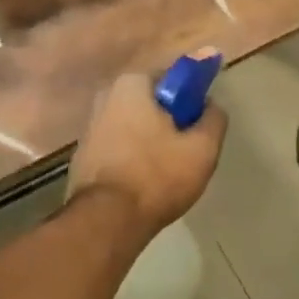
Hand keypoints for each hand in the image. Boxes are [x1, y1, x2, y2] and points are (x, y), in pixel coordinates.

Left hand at [68, 73, 226, 235]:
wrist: (107, 220)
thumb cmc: (157, 176)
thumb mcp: (202, 148)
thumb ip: (213, 118)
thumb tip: (211, 104)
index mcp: (132, 84)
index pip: (172, 78)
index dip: (192, 97)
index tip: (202, 119)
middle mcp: (106, 95)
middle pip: (152, 101)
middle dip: (171, 119)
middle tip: (189, 148)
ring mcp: (91, 124)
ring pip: (135, 124)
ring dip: (152, 138)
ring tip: (169, 168)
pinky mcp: (84, 152)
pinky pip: (119, 144)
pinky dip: (134, 154)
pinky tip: (146, 179)